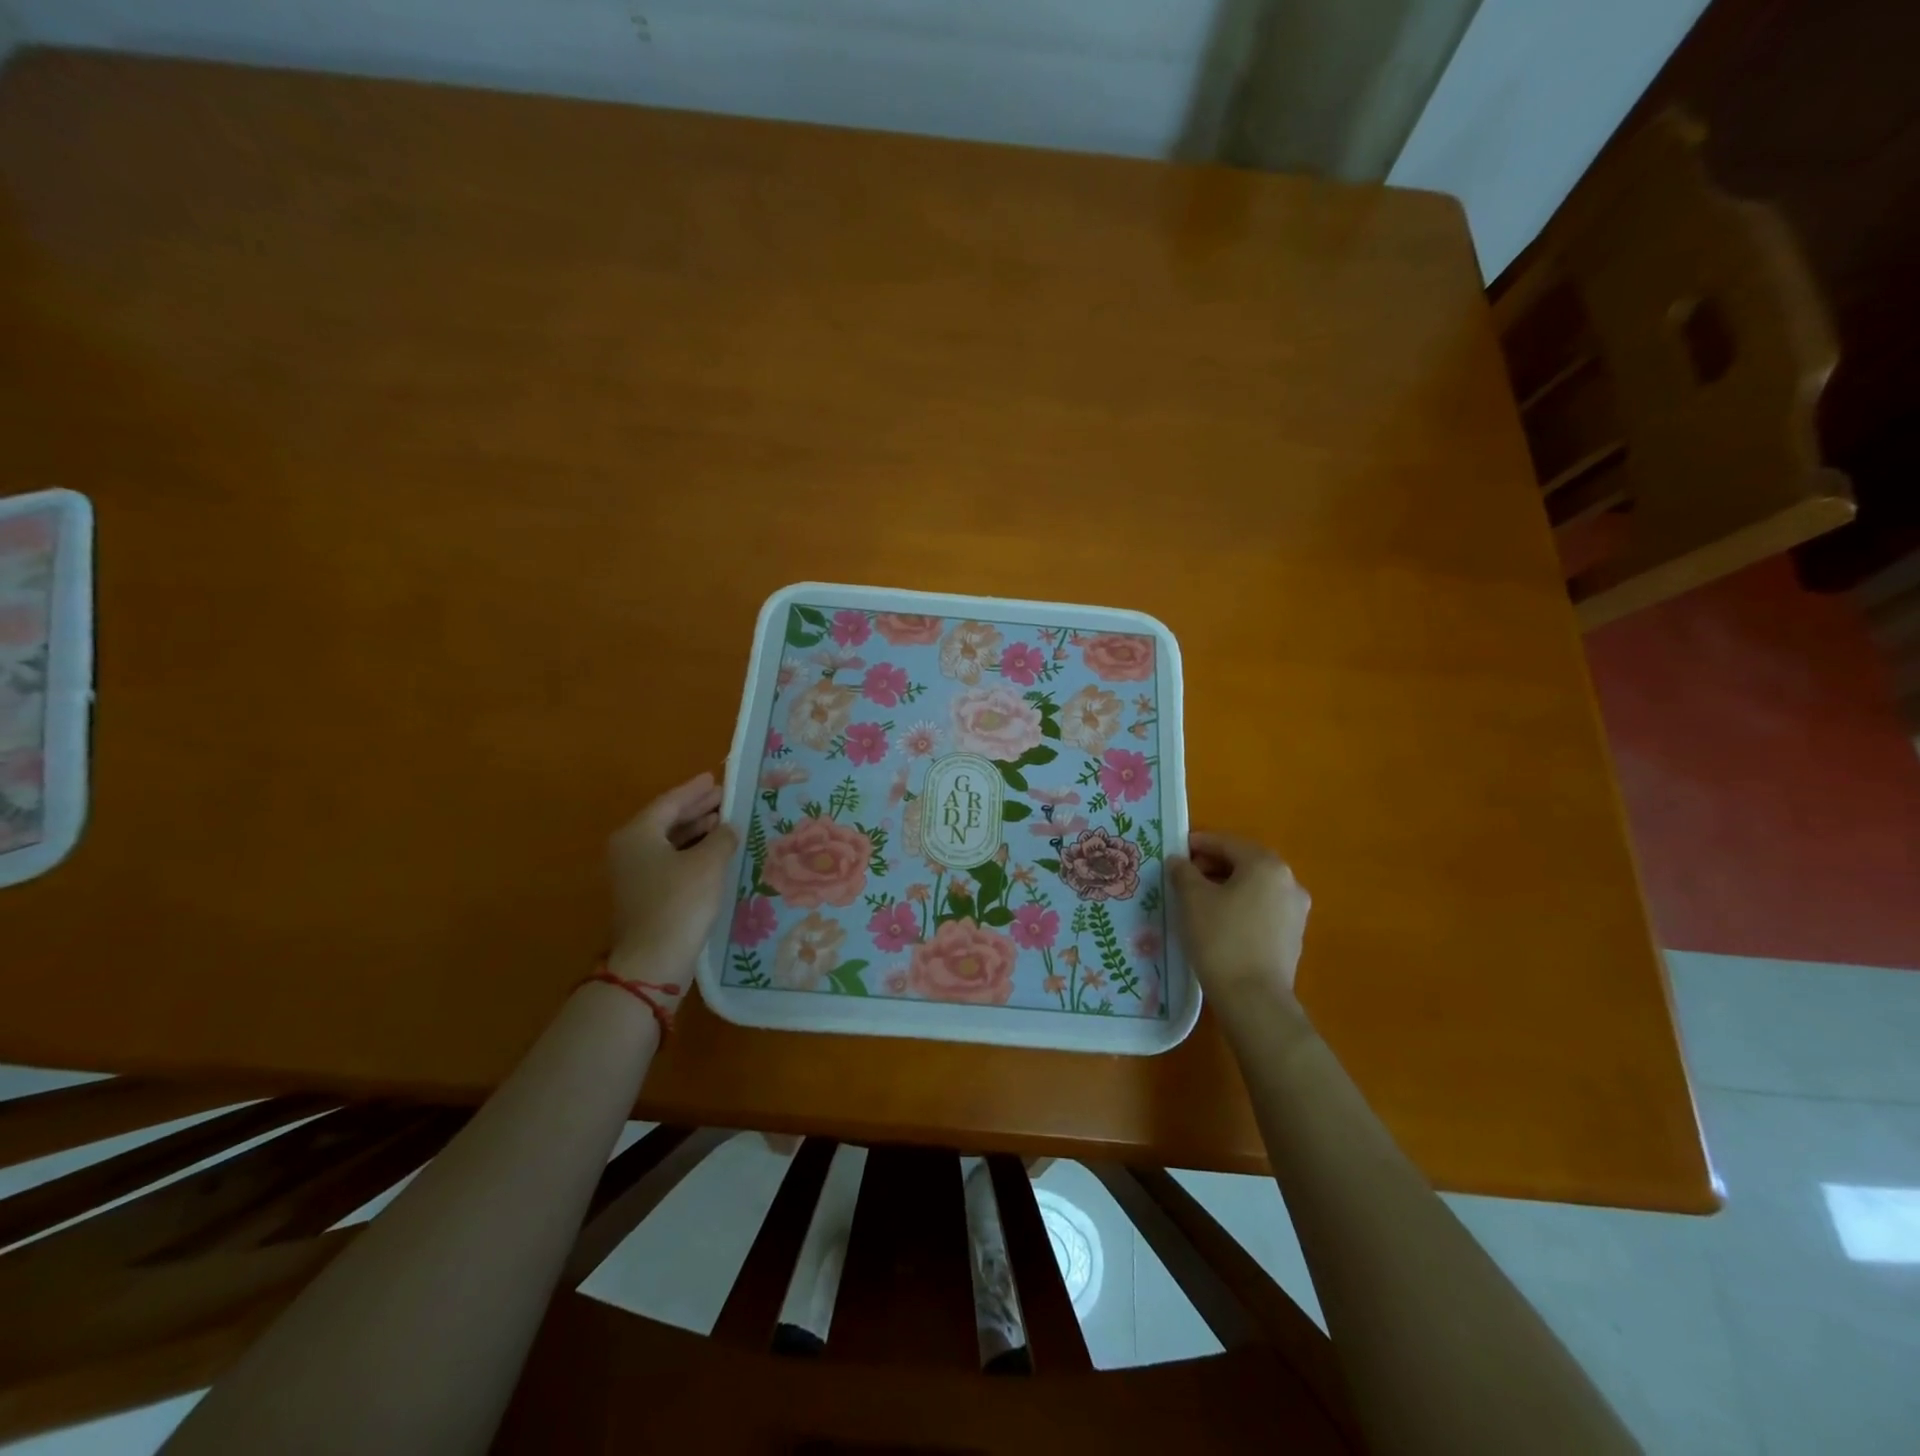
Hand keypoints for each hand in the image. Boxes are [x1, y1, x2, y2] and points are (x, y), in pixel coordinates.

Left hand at [607, 772, 739, 988]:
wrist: (653, 960)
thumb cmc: (680, 902)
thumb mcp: (708, 863)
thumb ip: (721, 837)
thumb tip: (727, 827)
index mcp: (638, 834)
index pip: (670, 802)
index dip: (695, 790)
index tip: (715, 778)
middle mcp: (629, 849)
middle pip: (666, 821)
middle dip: (696, 809)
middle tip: (723, 798)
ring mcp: (633, 875)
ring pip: (668, 842)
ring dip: (695, 832)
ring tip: (723, 823)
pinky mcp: (643, 896)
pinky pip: (669, 862)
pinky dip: (690, 853)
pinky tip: (713, 855)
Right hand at [1167, 831, 1310, 1009]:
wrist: (1253, 999)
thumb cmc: (1220, 938)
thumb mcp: (1192, 899)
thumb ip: (1183, 872)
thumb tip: (1179, 861)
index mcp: (1266, 865)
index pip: (1227, 843)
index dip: (1198, 844)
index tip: (1175, 851)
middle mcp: (1288, 882)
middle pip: (1243, 863)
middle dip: (1212, 866)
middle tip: (1183, 876)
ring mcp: (1295, 911)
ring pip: (1253, 887)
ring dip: (1226, 887)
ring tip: (1196, 900)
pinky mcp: (1292, 937)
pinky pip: (1261, 909)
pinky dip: (1239, 907)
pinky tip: (1218, 922)